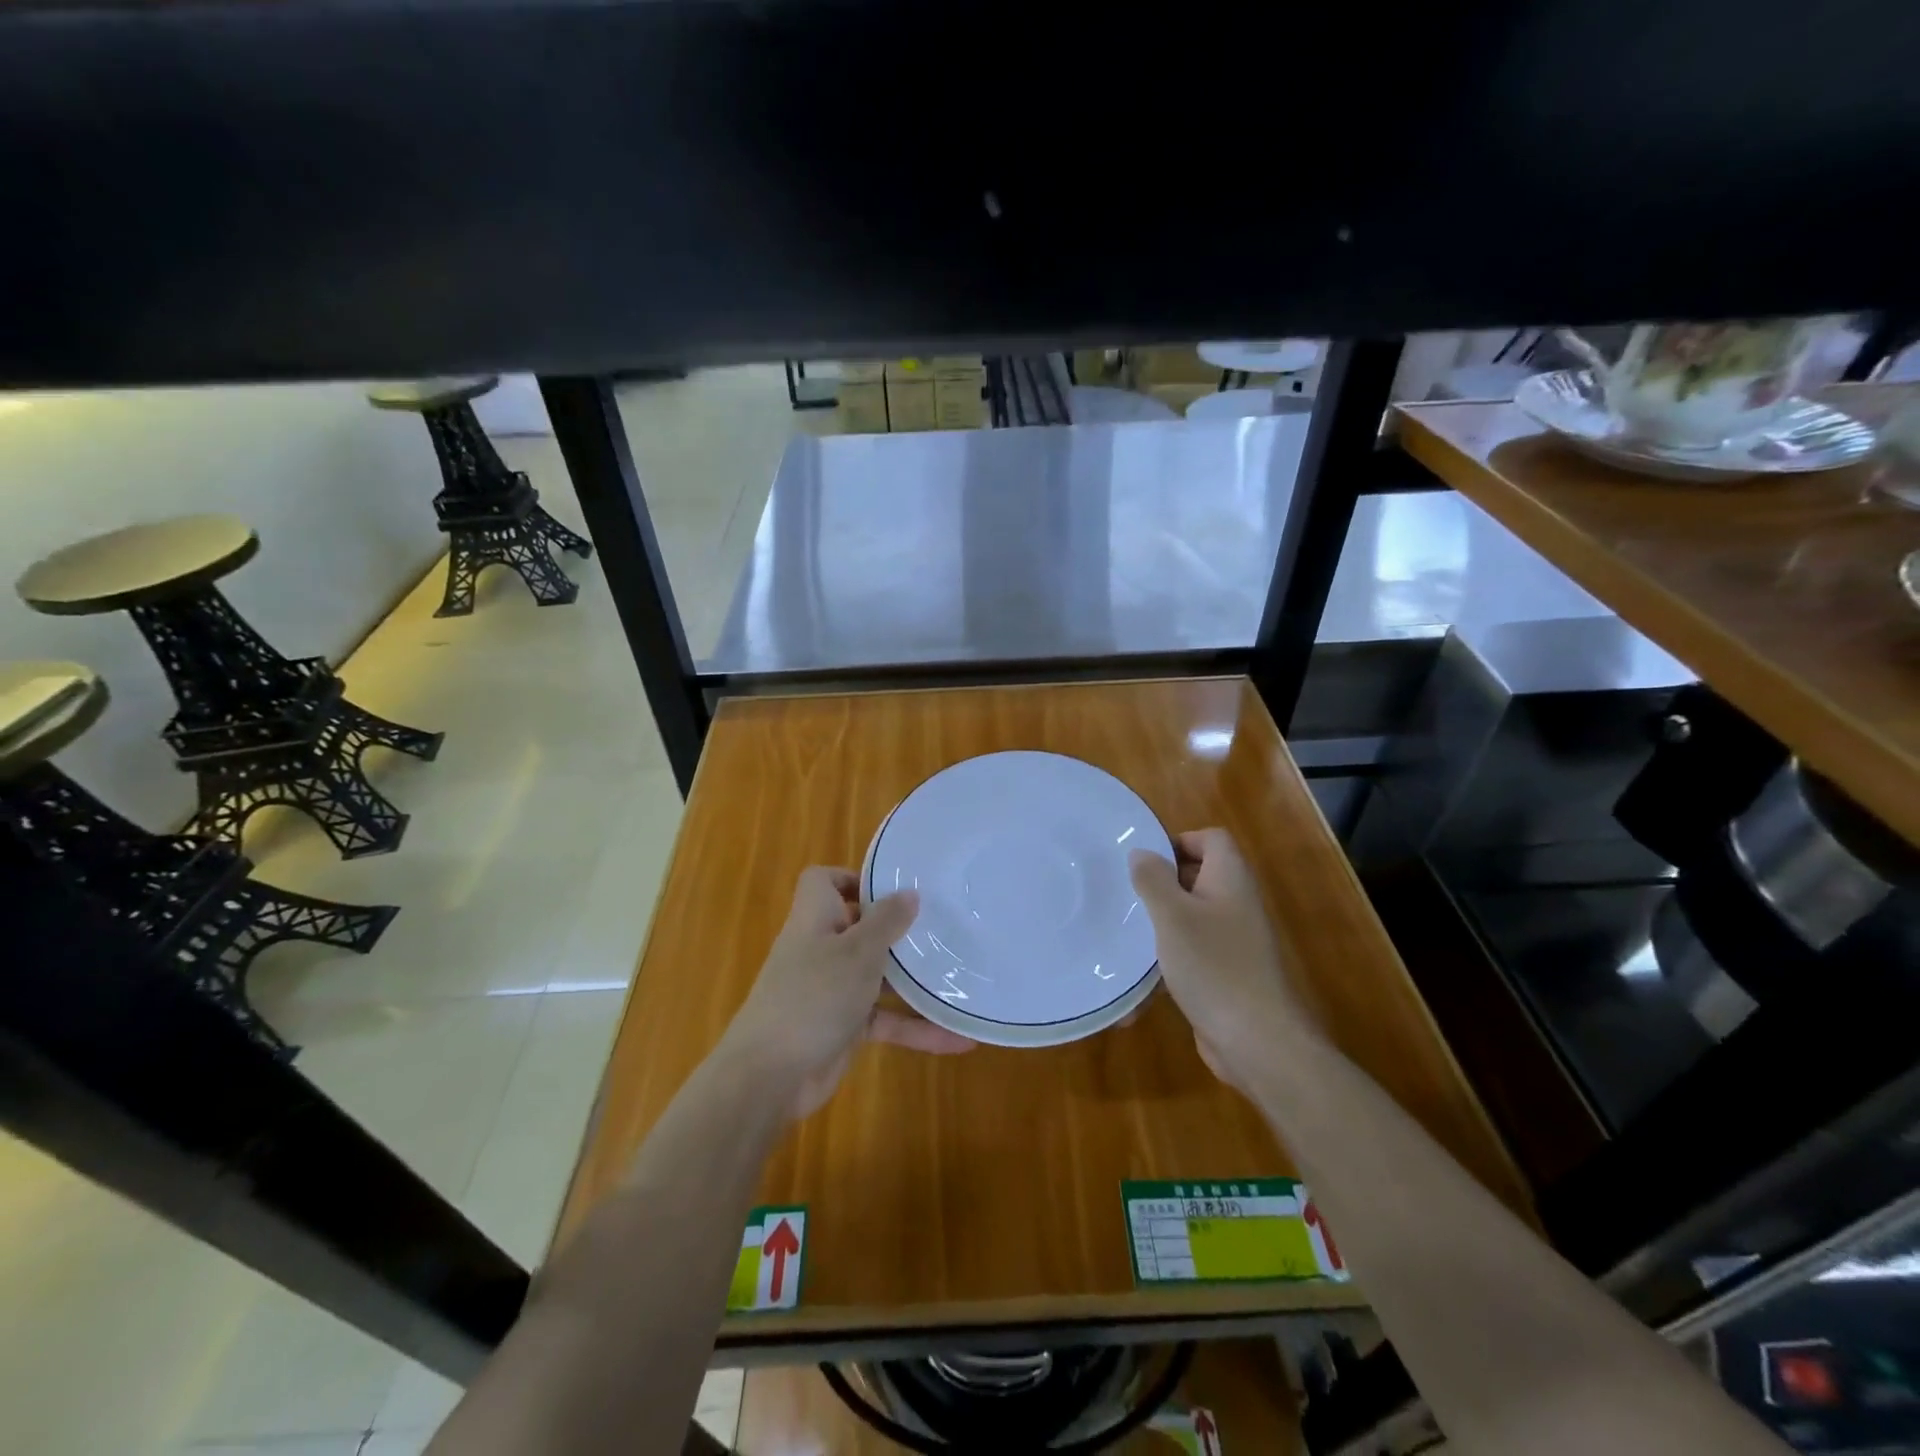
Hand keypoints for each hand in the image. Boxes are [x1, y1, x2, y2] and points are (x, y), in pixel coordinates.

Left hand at [718, 867, 973, 1118]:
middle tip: (940, 925)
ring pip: (877, 975)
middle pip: (858, 926)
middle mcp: (822, 949)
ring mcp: (831, 989)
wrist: (770, 1076)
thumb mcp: (858, 952)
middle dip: (896, 928)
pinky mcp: (843, 1027)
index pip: (823, 882)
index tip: (891, 888)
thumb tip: (909, 892)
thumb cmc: (814, 995)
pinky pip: (885, 1019)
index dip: (852, 879)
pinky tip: (958, 1039)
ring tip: (959, 974)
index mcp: (815, 919)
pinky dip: (916, 1028)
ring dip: (914, 980)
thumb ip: (886, 921)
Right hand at [1128, 829, 1313, 1093]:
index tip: (1144, 862)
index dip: (1179, 841)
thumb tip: (1142, 853)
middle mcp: (1237, 904)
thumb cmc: (1213, 966)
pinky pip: (1193, 954)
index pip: (1212, 839)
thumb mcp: (1172, 916)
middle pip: (1199, 876)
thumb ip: (1153, 879)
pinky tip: (1140, 981)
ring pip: (1192, 917)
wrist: (1257, 1041)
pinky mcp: (1226, 974)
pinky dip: (1169, 961)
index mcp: (1230, 879)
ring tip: (1126, 934)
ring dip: (1161, 924)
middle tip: (1127, 894)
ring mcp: (1235, 941)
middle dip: (1162, 883)